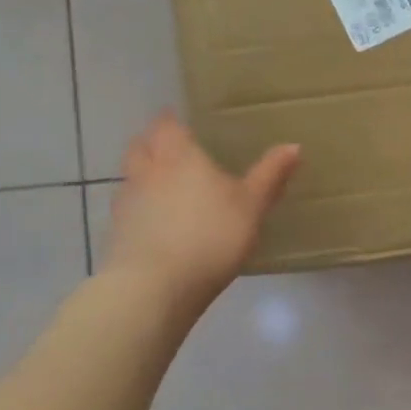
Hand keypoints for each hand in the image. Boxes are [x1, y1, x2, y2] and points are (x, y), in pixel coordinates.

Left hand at [101, 113, 299, 312]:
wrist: (154, 288)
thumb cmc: (210, 235)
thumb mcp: (252, 205)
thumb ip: (270, 175)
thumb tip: (294, 146)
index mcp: (178, 157)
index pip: (166, 126)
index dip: (172, 121)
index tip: (182, 122)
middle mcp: (147, 172)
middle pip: (140, 146)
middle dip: (152, 143)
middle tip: (171, 148)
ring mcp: (126, 204)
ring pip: (131, 178)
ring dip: (144, 176)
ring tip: (166, 187)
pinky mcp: (117, 236)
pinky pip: (129, 211)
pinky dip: (141, 210)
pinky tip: (159, 225)